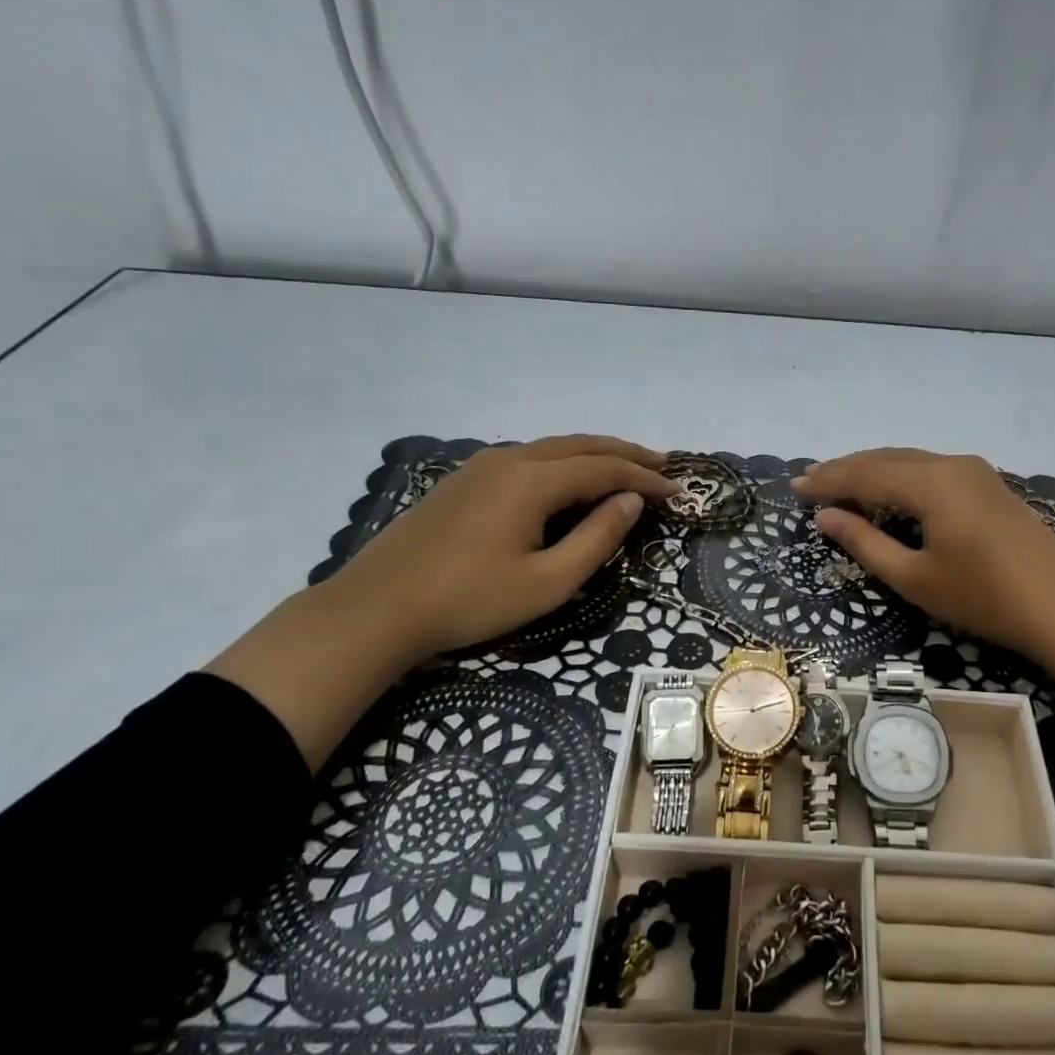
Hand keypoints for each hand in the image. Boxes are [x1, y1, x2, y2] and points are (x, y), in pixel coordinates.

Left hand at [207, 435, 674, 769]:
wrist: (376, 609)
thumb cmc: (469, 601)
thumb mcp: (547, 582)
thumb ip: (596, 539)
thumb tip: (630, 503)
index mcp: (532, 480)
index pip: (604, 469)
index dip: (645, 480)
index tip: (678, 493)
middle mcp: (509, 459)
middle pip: (581, 445)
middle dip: (626, 454)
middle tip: (663, 465)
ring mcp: (481, 466)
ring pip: (553, 448)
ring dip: (594, 455)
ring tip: (626, 469)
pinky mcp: (464, 481)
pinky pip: (528, 459)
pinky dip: (564, 464)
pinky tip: (570, 481)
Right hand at [794, 448, 1054, 727]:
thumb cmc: (983, 598)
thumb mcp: (915, 577)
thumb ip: (865, 543)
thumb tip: (825, 517)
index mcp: (931, 483)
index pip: (865, 473)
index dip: (828, 480)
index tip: (794, 487)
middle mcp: (951, 464)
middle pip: (887, 458)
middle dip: (846, 469)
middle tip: (811, 481)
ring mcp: (975, 471)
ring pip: (910, 460)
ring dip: (873, 469)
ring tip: (841, 483)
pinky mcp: (989, 484)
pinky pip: (931, 468)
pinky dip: (901, 476)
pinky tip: (890, 490)